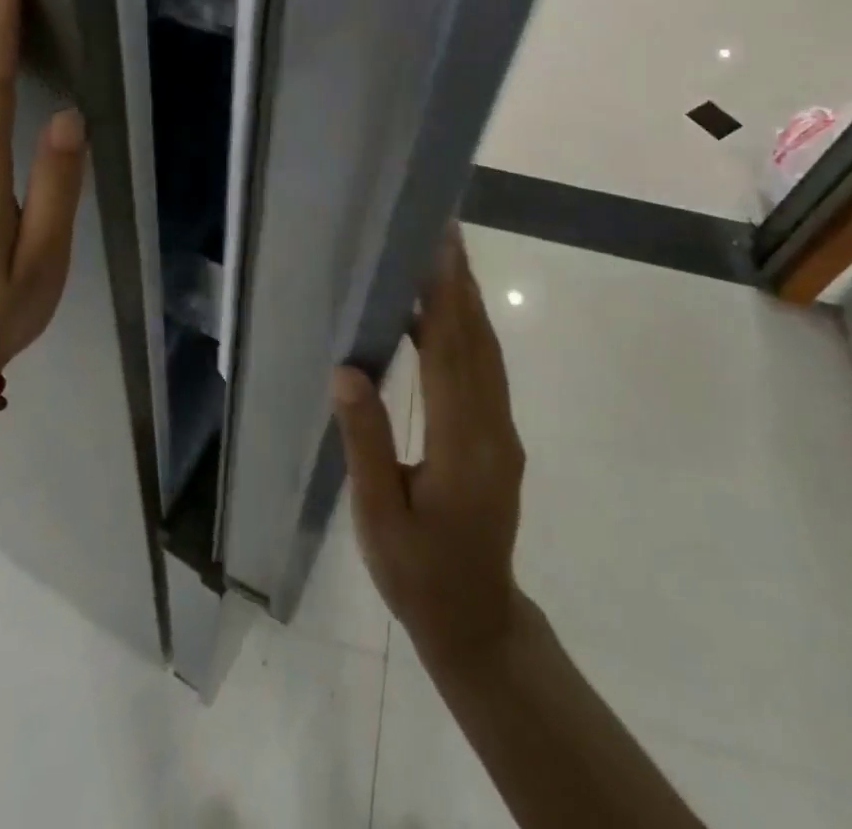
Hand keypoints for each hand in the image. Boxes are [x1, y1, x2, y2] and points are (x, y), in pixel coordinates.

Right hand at [333, 225, 527, 670]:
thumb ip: (366, 442)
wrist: (477, 620)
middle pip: (477, 341)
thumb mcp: (379, 518)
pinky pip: (485, 370)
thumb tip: (347, 369)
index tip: (437, 249)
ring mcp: (503, 431)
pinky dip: (467, 332)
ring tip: (443, 256)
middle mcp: (493, 428)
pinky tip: (438, 317)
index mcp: (463, 446)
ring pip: (487, 352)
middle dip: (460, 282)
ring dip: (467, 300)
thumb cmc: (418, 574)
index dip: (443, 298)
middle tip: (444, 230)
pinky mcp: (500, 436)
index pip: (451, 355)